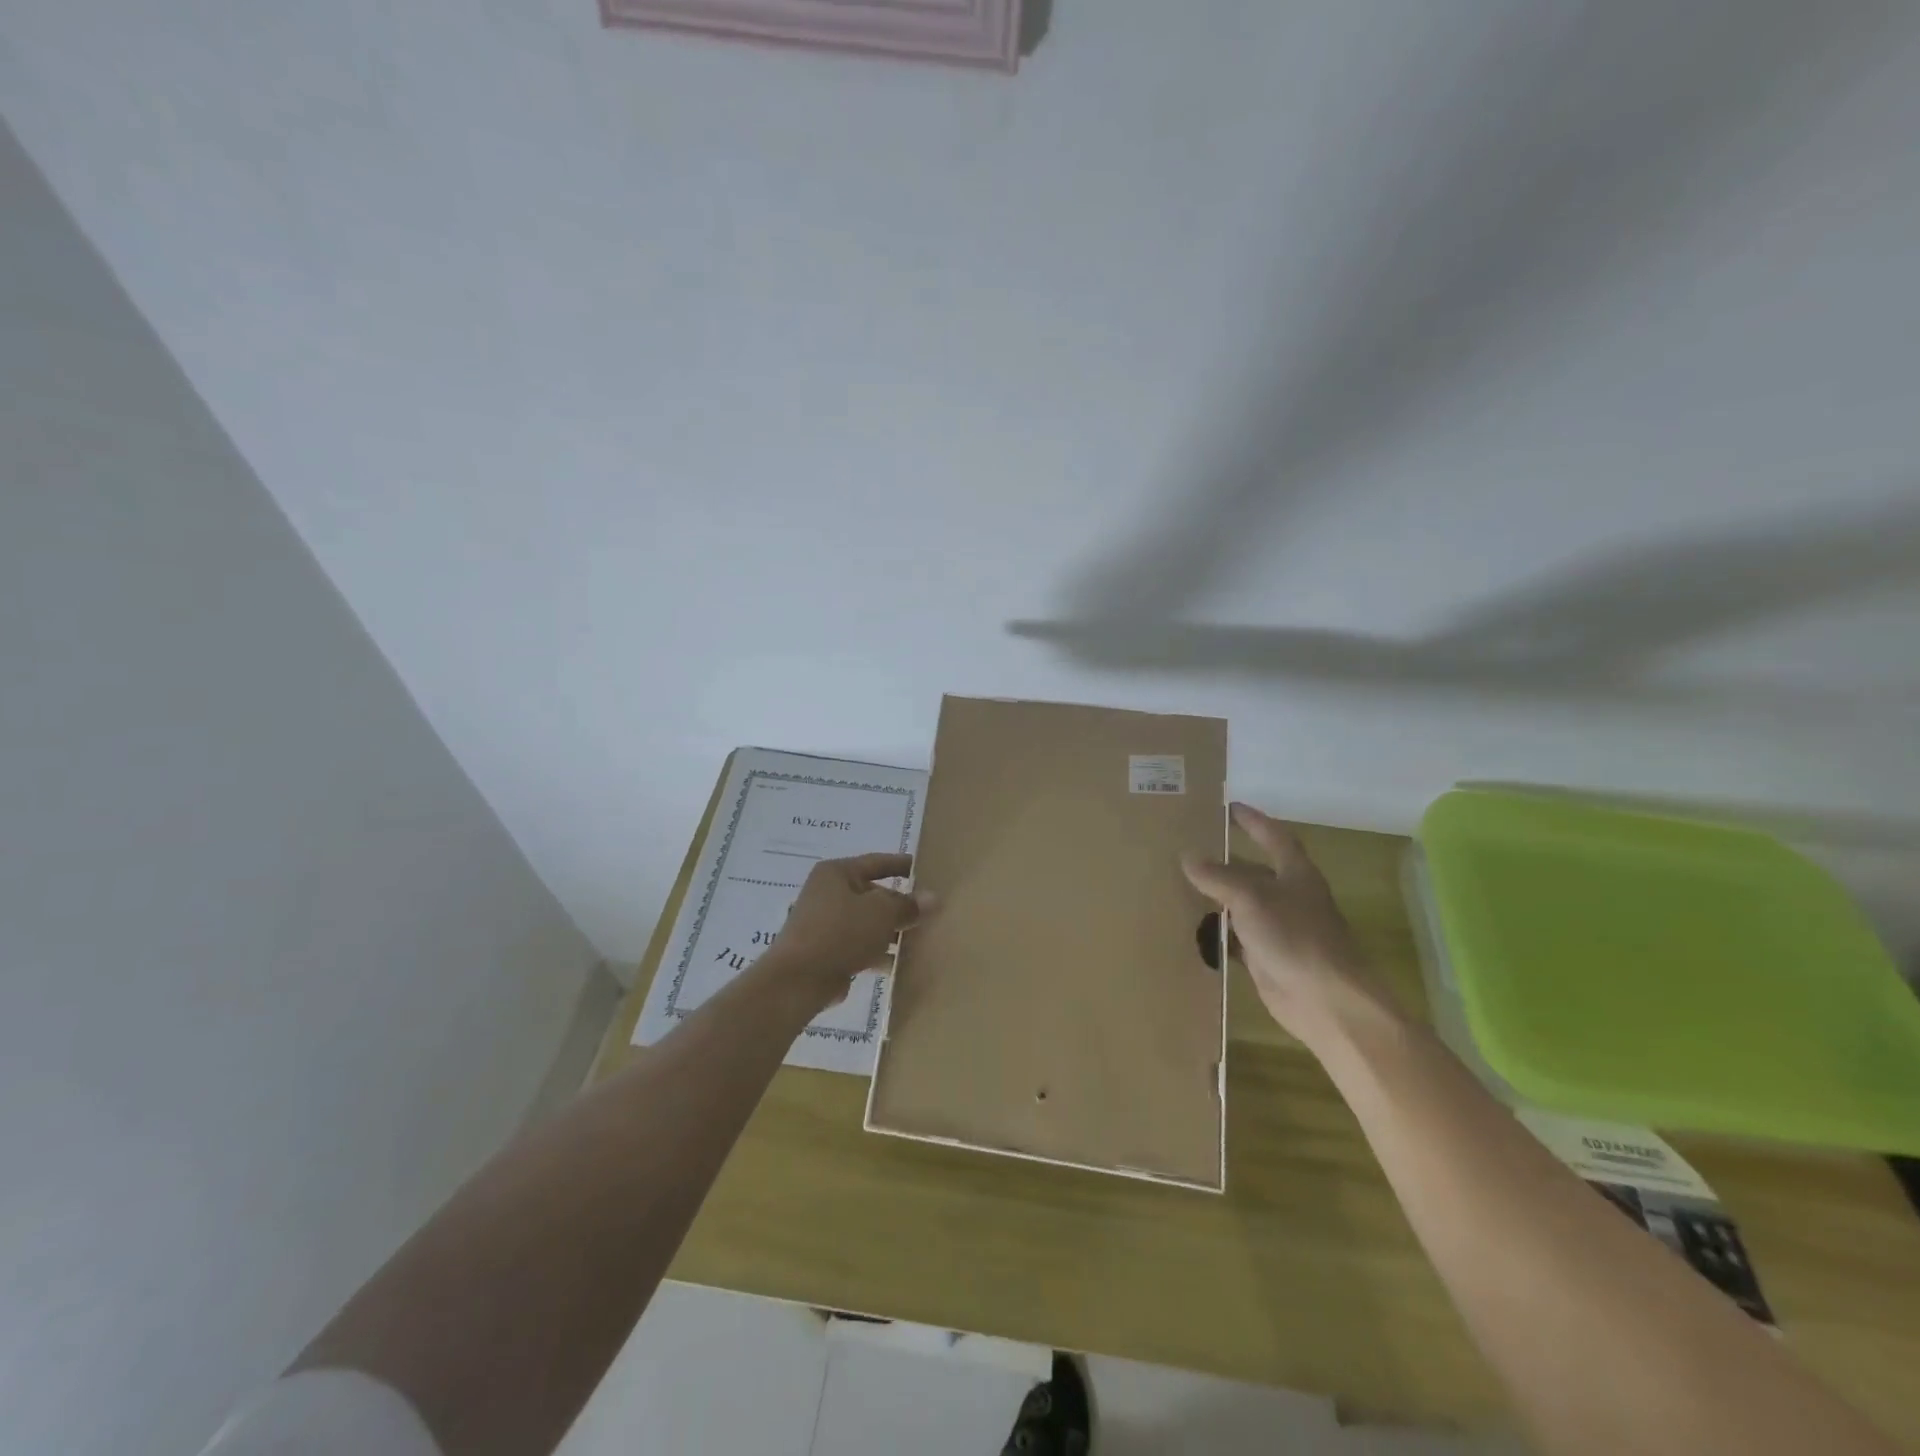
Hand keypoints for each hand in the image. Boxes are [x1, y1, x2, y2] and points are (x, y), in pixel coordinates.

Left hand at [761, 853, 932, 1010]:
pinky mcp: (825, 952)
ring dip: (890, 931)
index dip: (901, 865)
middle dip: (898, 905)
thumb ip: (908, 905)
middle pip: (872, 894)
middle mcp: (827, 893)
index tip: (925, 869)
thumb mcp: (881, 913)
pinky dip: (876, 952)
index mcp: (836, 873)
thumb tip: (932, 898)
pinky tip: (897, 964)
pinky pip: (858, 946)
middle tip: (928, 912)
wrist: (798, 980)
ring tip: (919, 939)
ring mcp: (824, 924)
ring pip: (866, 922)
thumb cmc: (840, 932)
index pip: (876, 862)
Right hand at [1182, 803, 1396, 1047]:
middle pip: (1253, 870)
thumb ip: (1218, 876)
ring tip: (1178, 884)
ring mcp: (1278, 928)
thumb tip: (1187, 855)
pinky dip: (1215, 932)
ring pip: (1241, 904)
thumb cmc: (1294, 936)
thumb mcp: (1251, 897)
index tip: (1228, 807)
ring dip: (1216, 897)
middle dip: (1225, 860)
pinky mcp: (1266, 957)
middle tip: (1188, 847)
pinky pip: (1235, 937)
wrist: (1325, 1000)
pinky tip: (1189, 928)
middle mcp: (1288, 896)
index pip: (1273, 835)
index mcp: (1295, 873)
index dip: (1252, 820)